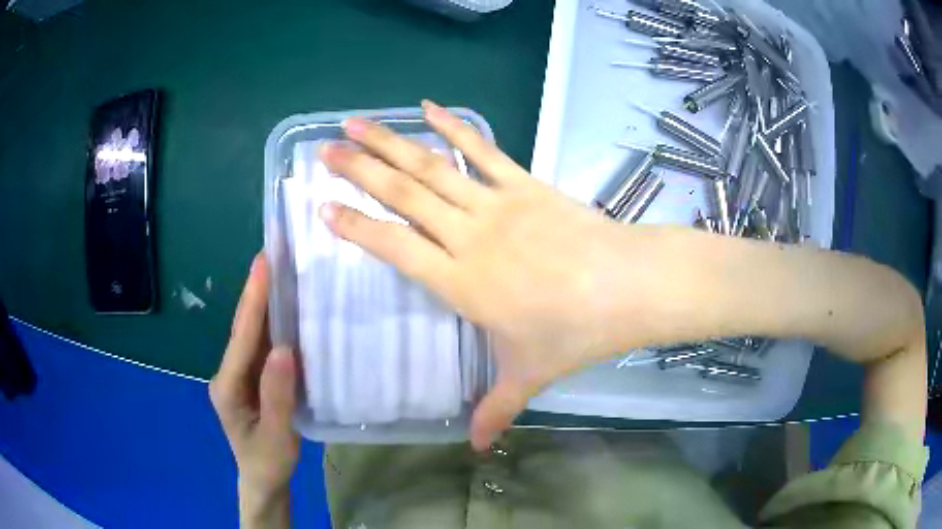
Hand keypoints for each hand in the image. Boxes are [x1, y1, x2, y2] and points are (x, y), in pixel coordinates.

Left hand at [210, 254, 297, 526]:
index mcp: (228, 386)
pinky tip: (288, 307)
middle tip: (275, 252)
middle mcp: (229, 372)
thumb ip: (278, 396)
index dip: (254, 299)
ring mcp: (239, 374)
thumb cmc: (269, 463)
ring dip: (266, 301)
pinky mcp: (252, 377)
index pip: (242, 337)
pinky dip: (274, 323)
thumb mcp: (277, 438)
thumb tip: (286, 349)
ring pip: (253, 333)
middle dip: (257, 289)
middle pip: (244, 327)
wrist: (263, 480)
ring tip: (283, 270)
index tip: (264, 262)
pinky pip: (263, 346)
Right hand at [318, 101, 648, 449]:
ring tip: (357, 122)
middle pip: (404, 196)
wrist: (630, 286)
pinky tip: (429, 107)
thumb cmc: (576, 332)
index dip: (357, 227)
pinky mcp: (525, 184)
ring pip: (433, 167)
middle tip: (324, 151)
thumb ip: (498, 409)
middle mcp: (470, 236)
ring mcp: (498, 204)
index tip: (323, 207)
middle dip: (359, 171)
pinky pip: (483, 150)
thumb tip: (480, 448)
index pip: (395, 248)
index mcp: (462, 282)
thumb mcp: (530, 375)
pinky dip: (455, 126)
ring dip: (391, 142)